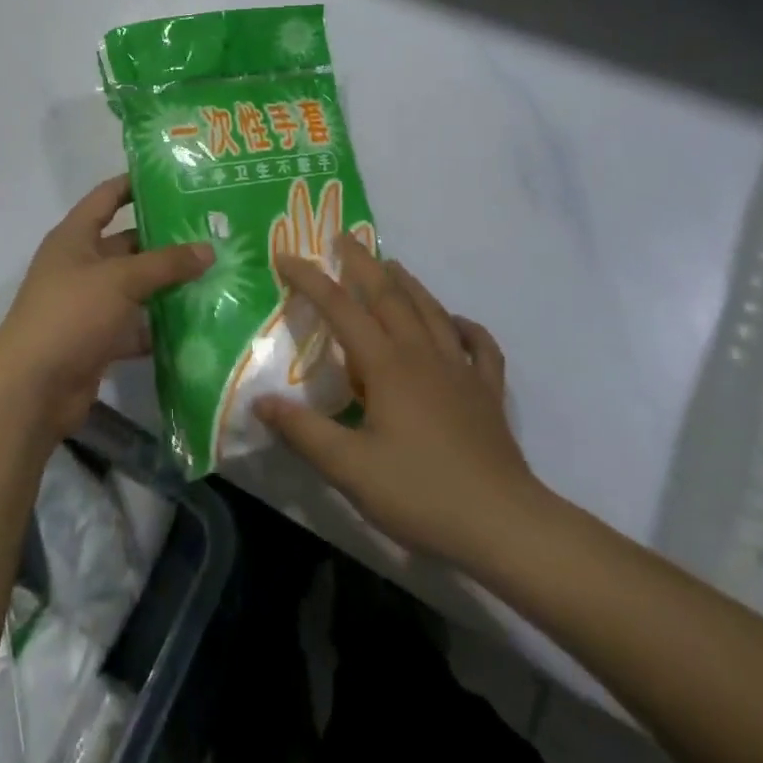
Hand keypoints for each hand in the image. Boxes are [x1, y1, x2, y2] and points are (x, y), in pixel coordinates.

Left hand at [0, 175, 212, 438]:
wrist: (32, 389)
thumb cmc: (71, 315)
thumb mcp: (120, 280)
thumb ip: (166, 263)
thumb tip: (209, 249)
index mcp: (74, 238)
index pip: (106, 198)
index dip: (135, 184)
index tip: (174, 178)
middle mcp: (80, 265)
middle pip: (127, 244)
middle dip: (164, 240)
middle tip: (210, 232)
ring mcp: (88, 304)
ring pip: (135, 286)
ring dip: (167, 284)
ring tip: (214, 273)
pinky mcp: (98, 339)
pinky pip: (135, 324)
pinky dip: (159, 325)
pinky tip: (197, 322)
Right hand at [255, 237, 546, 566]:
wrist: (504, 525)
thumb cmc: (420, 493)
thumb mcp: (349, 468)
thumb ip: (303, 431)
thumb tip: (259, 400)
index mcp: (386, 365)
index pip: (340, 308)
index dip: (310, 280)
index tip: (285, 256)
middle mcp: (422, 354)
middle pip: (389, 295)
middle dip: (363, 263)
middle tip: (343, 237)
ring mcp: (460, 369)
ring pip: (431, 310)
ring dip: (408, 283)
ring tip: (391, 264)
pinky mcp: (487, 391)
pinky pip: (479, 345)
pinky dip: (466, 326)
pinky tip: (457, 323)